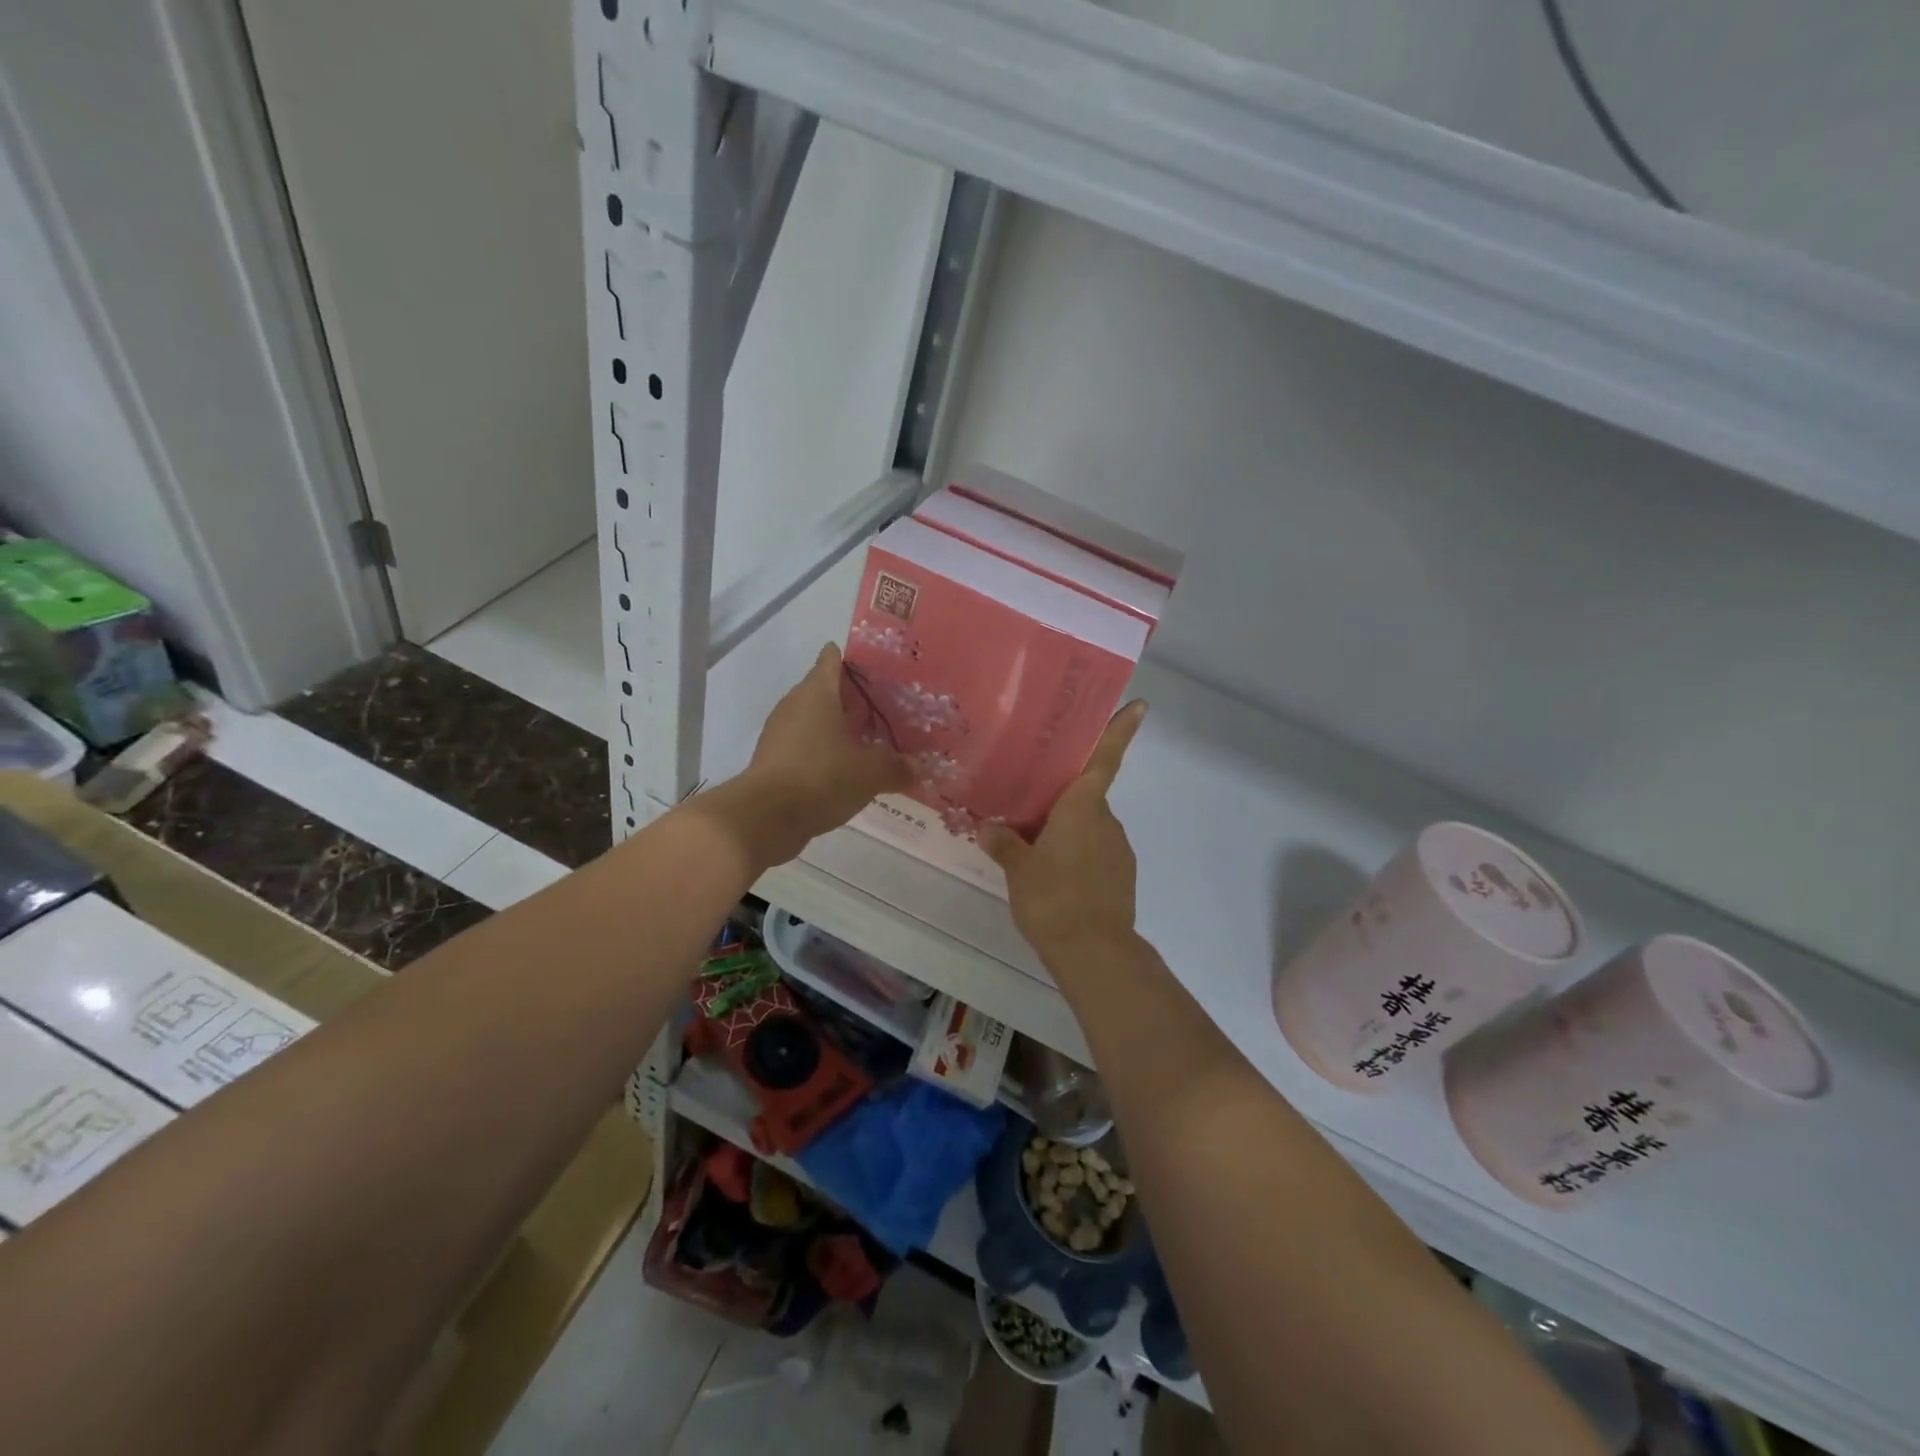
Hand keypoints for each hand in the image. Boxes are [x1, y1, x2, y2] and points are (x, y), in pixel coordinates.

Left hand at [703, 644, 912, 868]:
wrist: (765, 819)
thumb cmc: (821, 778)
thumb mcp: (870, 773)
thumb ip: (897, 766)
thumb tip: (918, 768)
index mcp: (817, 692)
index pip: (833, 659)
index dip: (856, 659)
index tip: (880, 669)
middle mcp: (795, 704)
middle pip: (826, 690)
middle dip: (855, 699)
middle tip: (889, 709)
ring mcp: (781, 733)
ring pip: (816, 720)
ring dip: (840, 728)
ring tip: (873, 741)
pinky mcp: (774, 760)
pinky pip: (806, 746)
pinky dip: (825, 752)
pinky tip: (848, 770)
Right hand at [982, 701, 1146, 976]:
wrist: (1094, 952)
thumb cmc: (1053, 898)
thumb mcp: (1018, 869)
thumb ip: (1004, 843)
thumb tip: (987, 826)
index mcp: (1083, 807)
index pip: (1104, 759)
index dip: (1121, 730)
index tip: (1140, 704)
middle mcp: (1105, 820)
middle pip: (1084, 797)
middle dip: (1059, 800)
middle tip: (1025, 806)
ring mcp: (1118, 849)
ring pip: (1087, 827)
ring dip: (1064, 831)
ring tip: (1031, 851)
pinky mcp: (1121, 877)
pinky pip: (1093, 853)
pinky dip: (1074, 856)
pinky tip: (1052, 878)